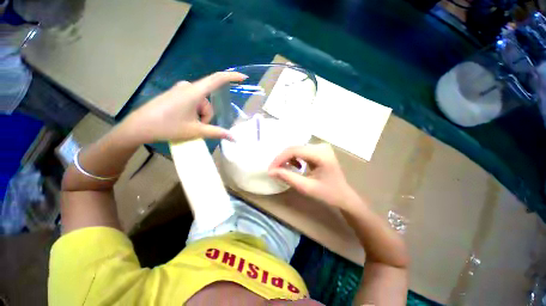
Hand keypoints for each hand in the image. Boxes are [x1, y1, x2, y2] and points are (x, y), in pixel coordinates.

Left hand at [123, 72, 246, 142]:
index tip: (243, 77)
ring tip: (188, 125)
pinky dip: (194, 112)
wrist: (139, 126)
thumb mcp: (195, 131)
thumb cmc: (167, 127)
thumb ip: (217, 133)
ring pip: (201, 103)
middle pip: (208, 101)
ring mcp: (180, 89)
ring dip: (200, 115)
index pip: (217, 79)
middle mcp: (188, 86)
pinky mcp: (176, 93)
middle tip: (197, 127)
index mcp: (194, 92)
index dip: (232, 77)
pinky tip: (183, 119)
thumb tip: (234, 138)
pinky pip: (193, 101)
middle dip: (207, 116)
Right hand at [268, 143, 359, 209]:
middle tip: (273, 170)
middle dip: (282, 159)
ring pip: (297, 149)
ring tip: (283, 169)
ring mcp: (321, 147)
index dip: (280, 159)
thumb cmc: (328, 194)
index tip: (270, 169)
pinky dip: (294, 158)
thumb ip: (288, 177)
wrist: (343, 195)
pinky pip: (302, 151)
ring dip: (287, 158)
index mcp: (321, 154)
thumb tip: (271, 171)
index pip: (294, 150)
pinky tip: (296, 166)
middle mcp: (321, 146)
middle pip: (295, 148)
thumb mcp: (306, 188)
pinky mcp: (319, 150)